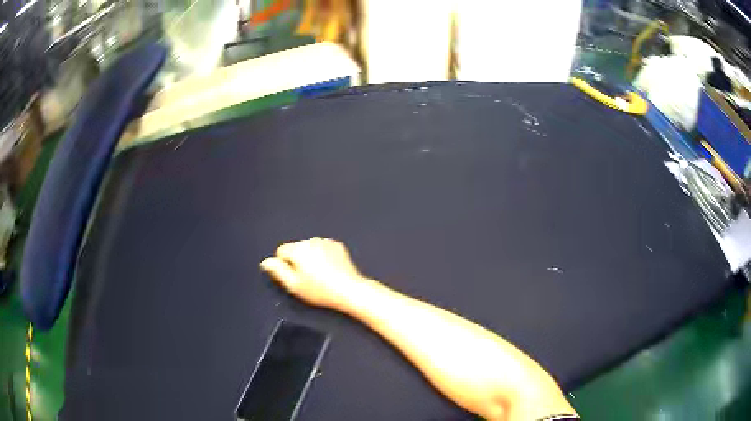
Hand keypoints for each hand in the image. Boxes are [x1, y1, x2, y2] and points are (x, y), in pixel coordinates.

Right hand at [260, 238, 365, 309]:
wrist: (348, 290)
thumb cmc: (320, 290)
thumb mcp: (293, 285)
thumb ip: (277, 271)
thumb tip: (266, 262)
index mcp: (298, 249)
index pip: (281, 251)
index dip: (284, 265)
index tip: (294, 277)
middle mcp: (311, 241)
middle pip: (296, 248)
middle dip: (298, 261)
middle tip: (307, 279)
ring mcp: (325, 242)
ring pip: (310, 248)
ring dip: (311, 258)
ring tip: (320, 276)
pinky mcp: (337, 246)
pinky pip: (323, 248)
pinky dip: (324, 256)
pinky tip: (329, 270)